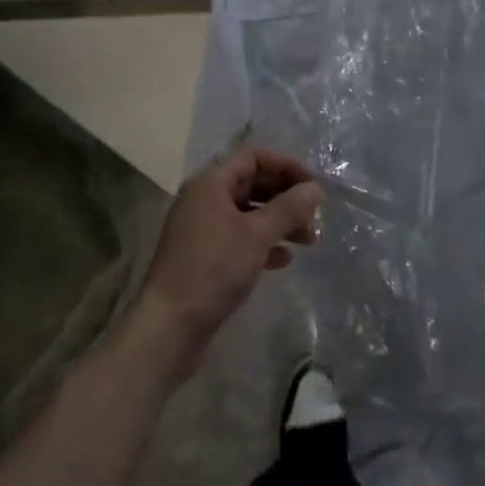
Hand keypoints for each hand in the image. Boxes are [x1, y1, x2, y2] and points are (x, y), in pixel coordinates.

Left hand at [134, 145, 322, 382]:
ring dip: (279, 222)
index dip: (286, 166)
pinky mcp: (204, 258)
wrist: (169, 327)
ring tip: (308, 241)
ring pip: (248, 214)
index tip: (313, 186)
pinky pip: (240, 239)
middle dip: (286, 197)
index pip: (253, 158)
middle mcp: (204, 200)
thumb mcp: (257, 235)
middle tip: (314, 217)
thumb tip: (314, 189)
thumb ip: (288, 208)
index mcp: (211, 184)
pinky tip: (284, 260)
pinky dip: (263, 243)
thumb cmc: (213, 269)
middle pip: (252, 184)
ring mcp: (202, 230)